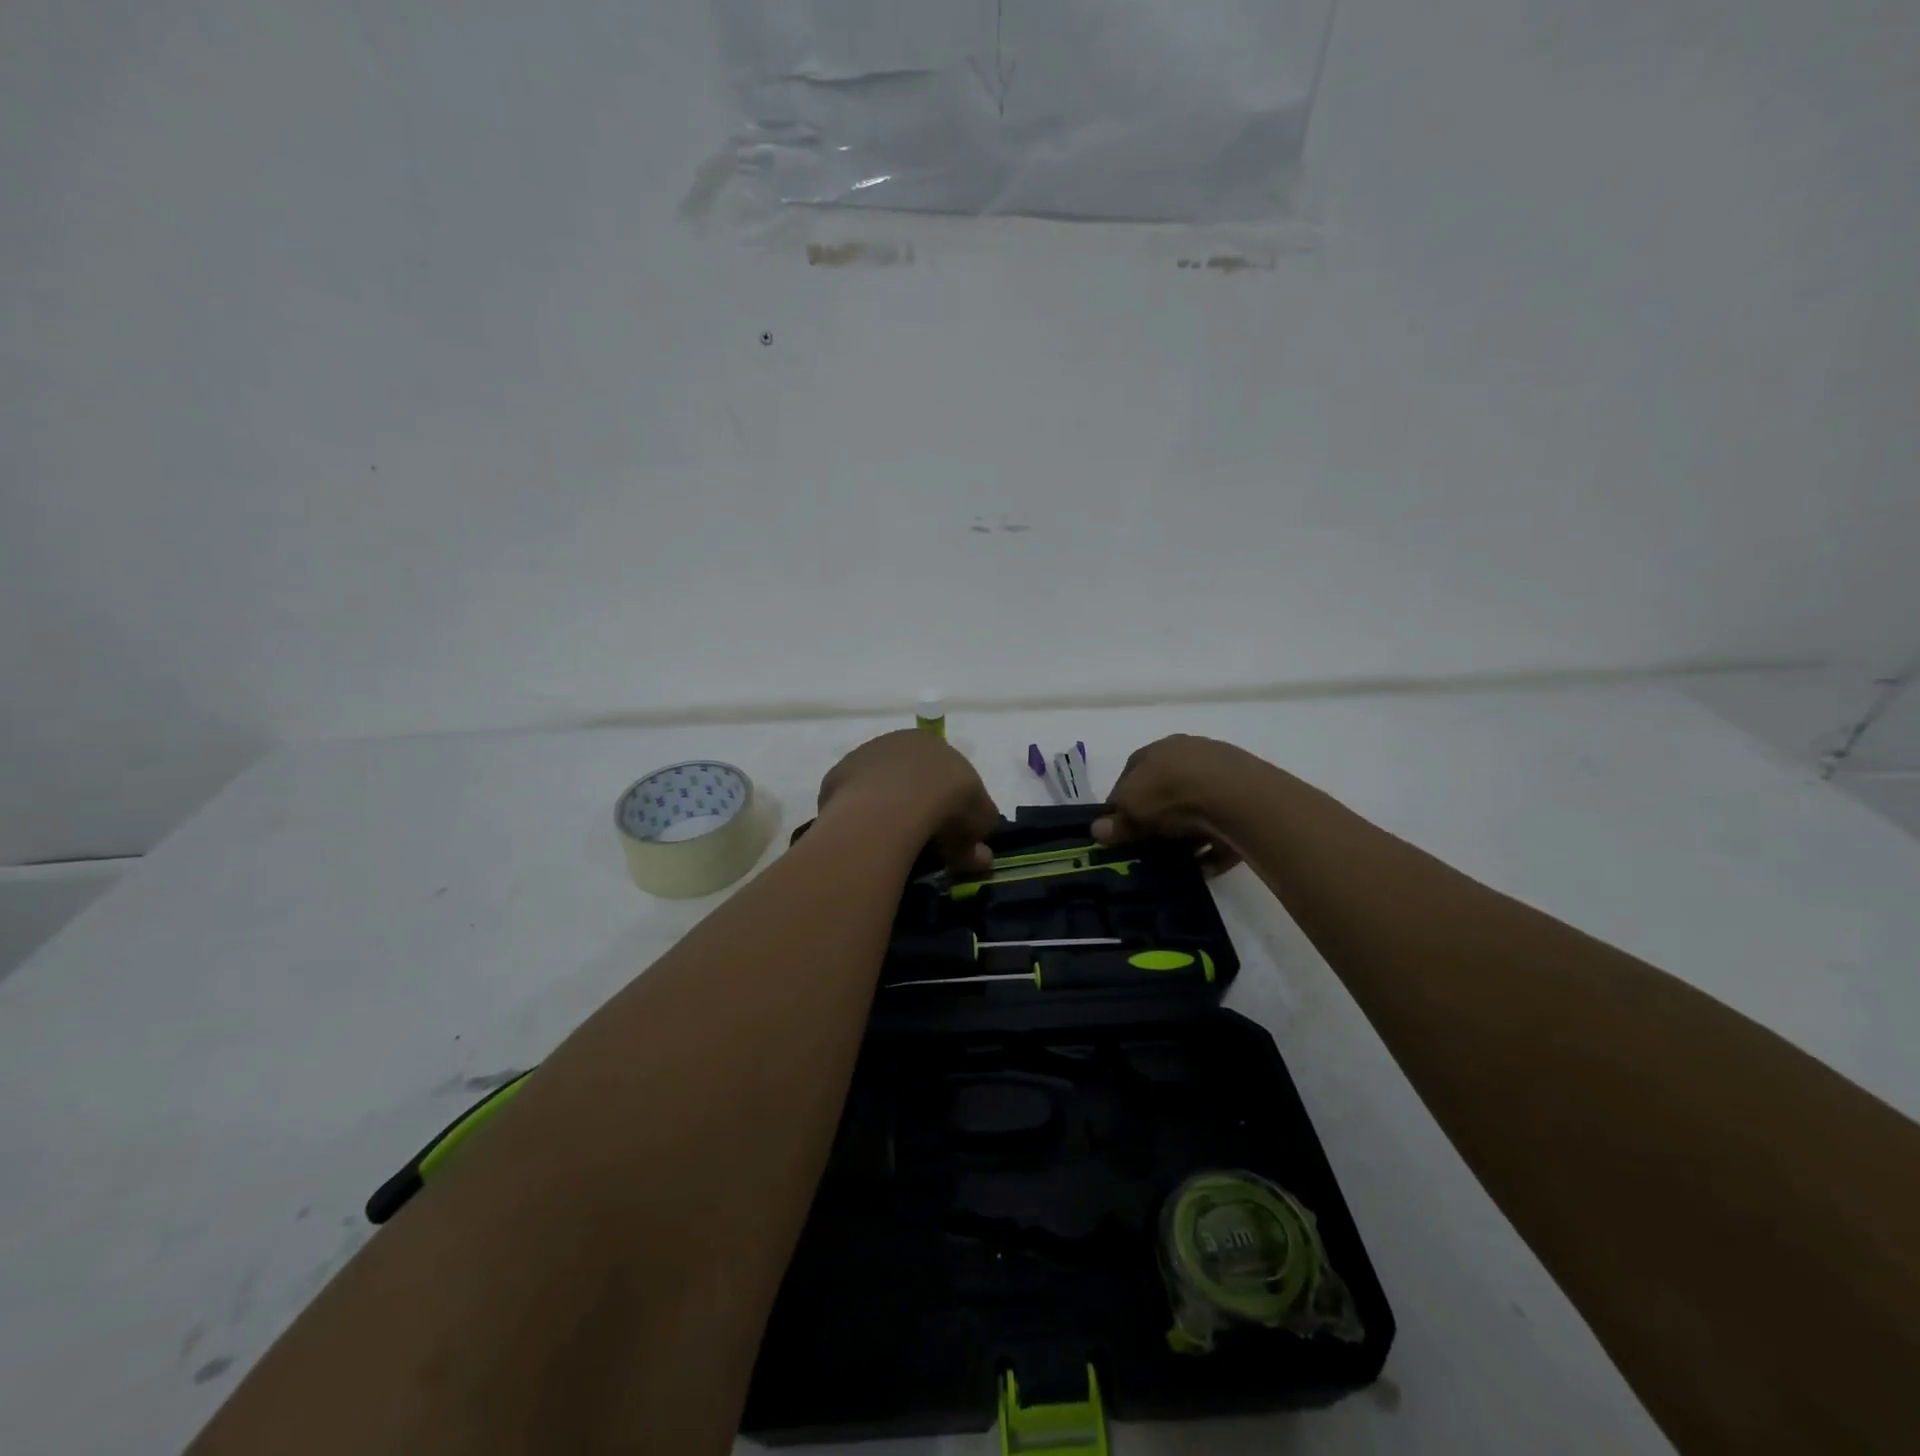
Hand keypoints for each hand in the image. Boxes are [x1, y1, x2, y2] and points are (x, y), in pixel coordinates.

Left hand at [818, 730, 1000, 876]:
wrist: (890, 808)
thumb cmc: (946, 805)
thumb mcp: (980, 823)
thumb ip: (980, 840)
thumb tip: (980, 858)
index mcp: (934, 743)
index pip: (945, 772)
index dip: (951, 803)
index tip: (951, 832)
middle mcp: (897, 742)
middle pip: (910, 777)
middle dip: (917, 805)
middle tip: (922, 841)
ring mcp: (863, 757)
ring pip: (878, 787)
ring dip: (885, 810)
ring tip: (892, 844)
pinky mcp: (836, 778)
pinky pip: (853, 802)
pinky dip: (861, 819)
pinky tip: (867, 840)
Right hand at [1091, 735, 1267, 873]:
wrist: (1235, 796)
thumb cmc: (1171, 792)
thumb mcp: (1132, 808)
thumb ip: (1116, 821)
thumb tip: (1098, 831)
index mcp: (1159, 749)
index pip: (1132, 772)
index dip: (1122, 800)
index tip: (1118, 827)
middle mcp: (1190, 754)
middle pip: (1166, 788)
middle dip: (1156, 816)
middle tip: (1148, 843)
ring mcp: (1222, 773)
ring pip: (1196, 806)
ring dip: (1186, 832)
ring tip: (1177, 858)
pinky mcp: (1247, 799)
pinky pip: (1223, 826)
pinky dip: (1213, 845)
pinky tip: (1205, 864)